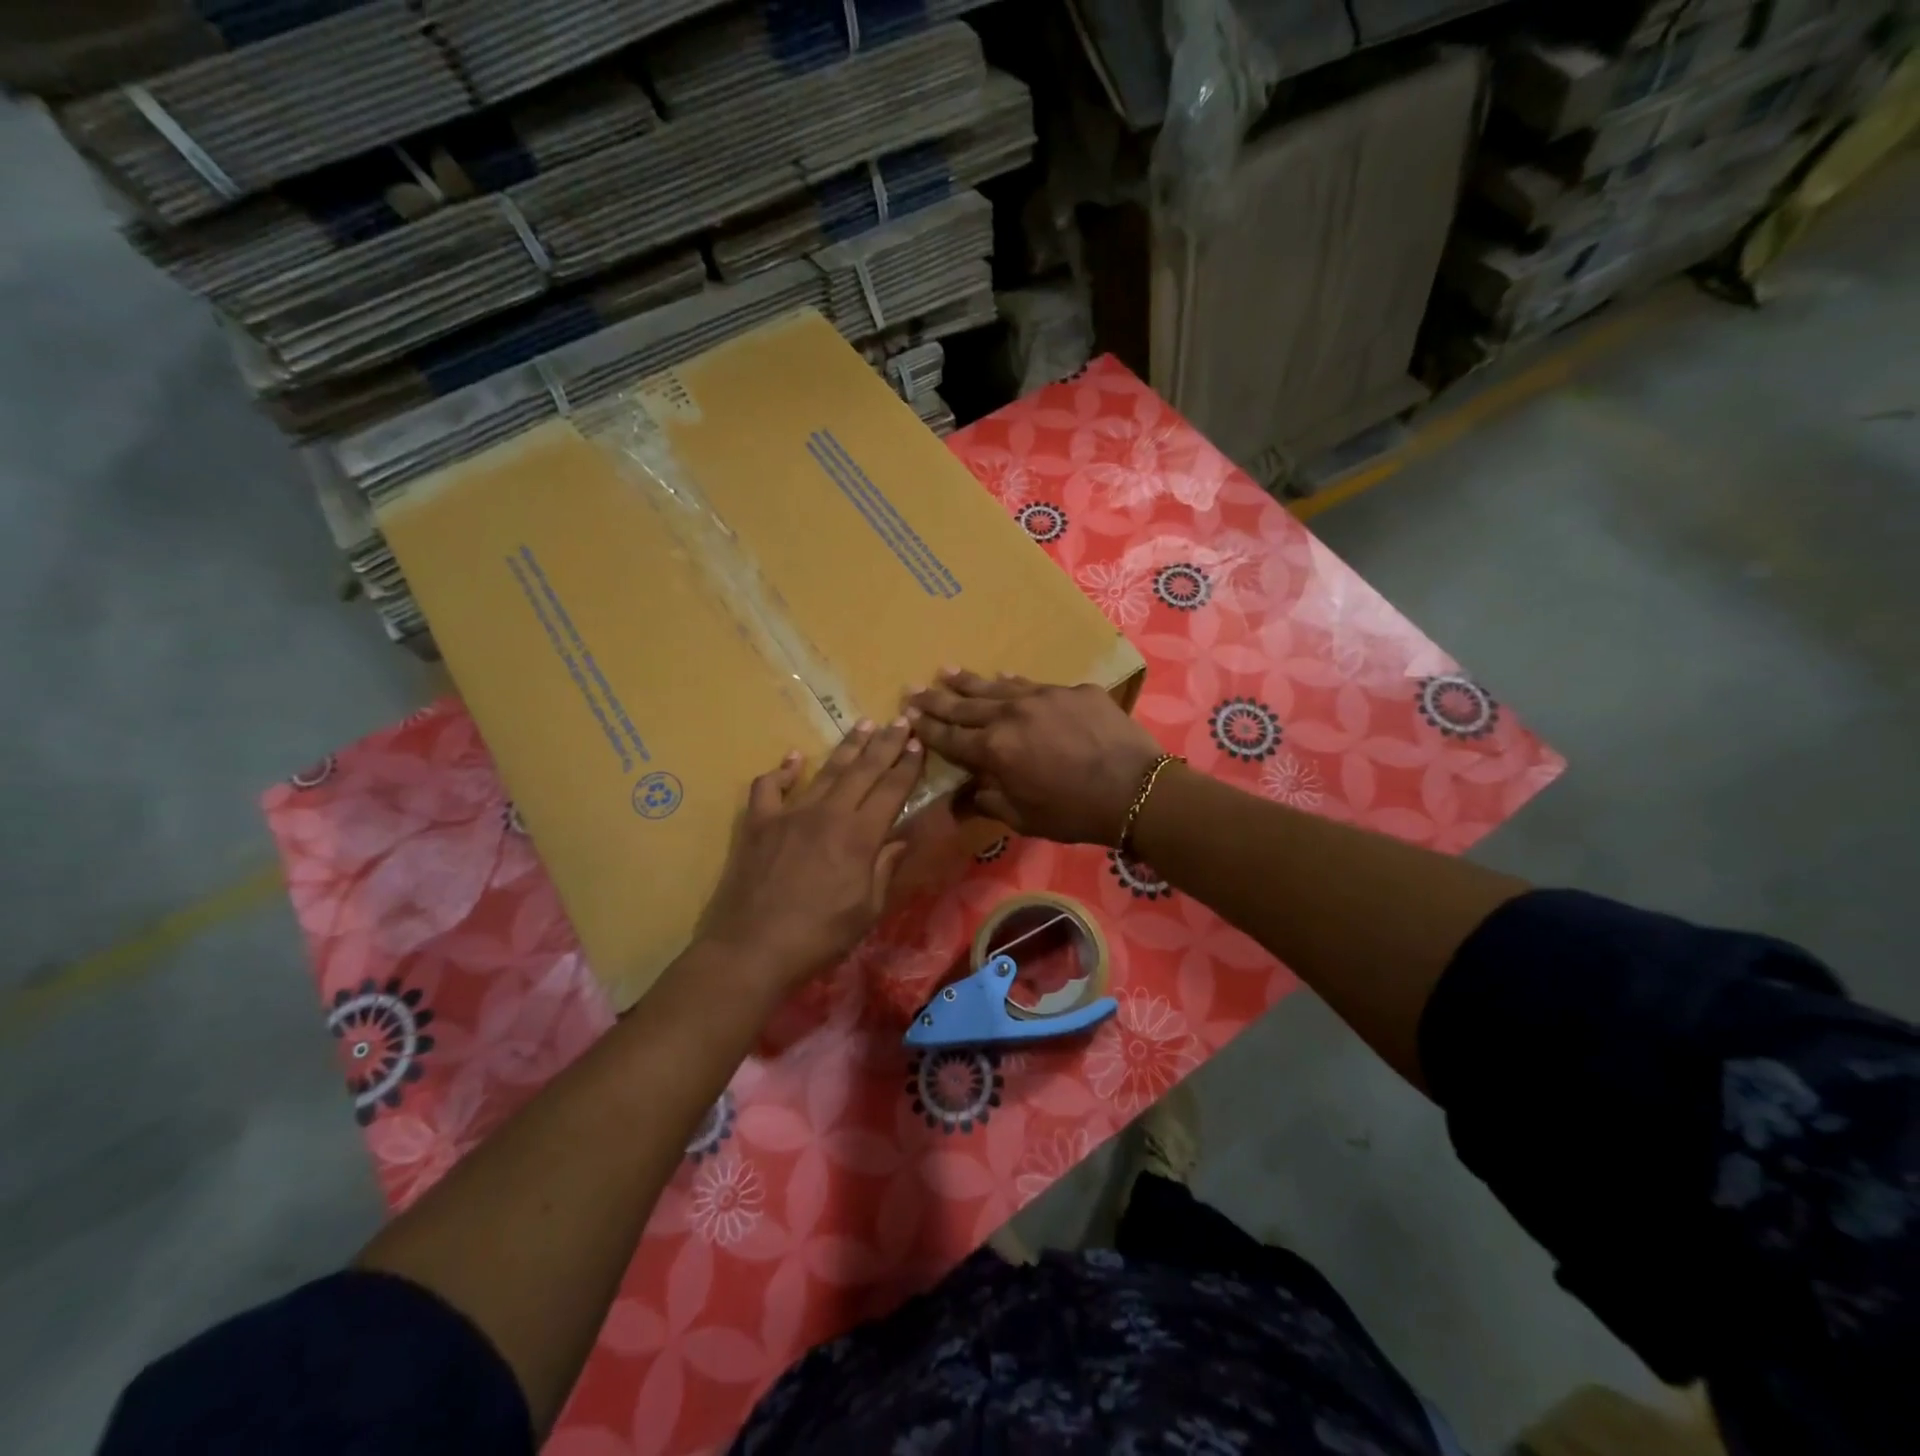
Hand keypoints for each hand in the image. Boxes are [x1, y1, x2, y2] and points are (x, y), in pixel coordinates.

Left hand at [695, 719, 923, 993]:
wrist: (752, 948)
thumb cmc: (819, 937)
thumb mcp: (867, 910)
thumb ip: (885, 868)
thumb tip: (902, 838)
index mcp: (859, 836)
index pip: (891, 790)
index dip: (907, 766)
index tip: (918, 743)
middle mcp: (828, 814)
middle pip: (862, 771)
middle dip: (885, 743)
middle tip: (900, 719)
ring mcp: (790, 814)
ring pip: (824, 771)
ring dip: (847, 747)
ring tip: (864, 724)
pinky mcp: (759, 823)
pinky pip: (769, 787)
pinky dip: (782, 771)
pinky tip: (793, 759)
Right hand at [907, 669, 1162, 844]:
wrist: (1135, 790)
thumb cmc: (1074, 813)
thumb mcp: (1024, 818)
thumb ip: (988, 801)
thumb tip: (963, 795)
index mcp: (994, 750)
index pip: (950, 738)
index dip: (926, 728)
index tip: (906, 717)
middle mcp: (1011, 715)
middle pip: (965, 705)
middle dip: (936, 699)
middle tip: (913, 689)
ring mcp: (1043, 697)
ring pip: (997, 687)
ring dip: (969, 682)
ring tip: (947, 671)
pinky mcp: (1073, 690)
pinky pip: (1035, 685)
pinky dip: (1015, 683)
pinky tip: (1005, 676)